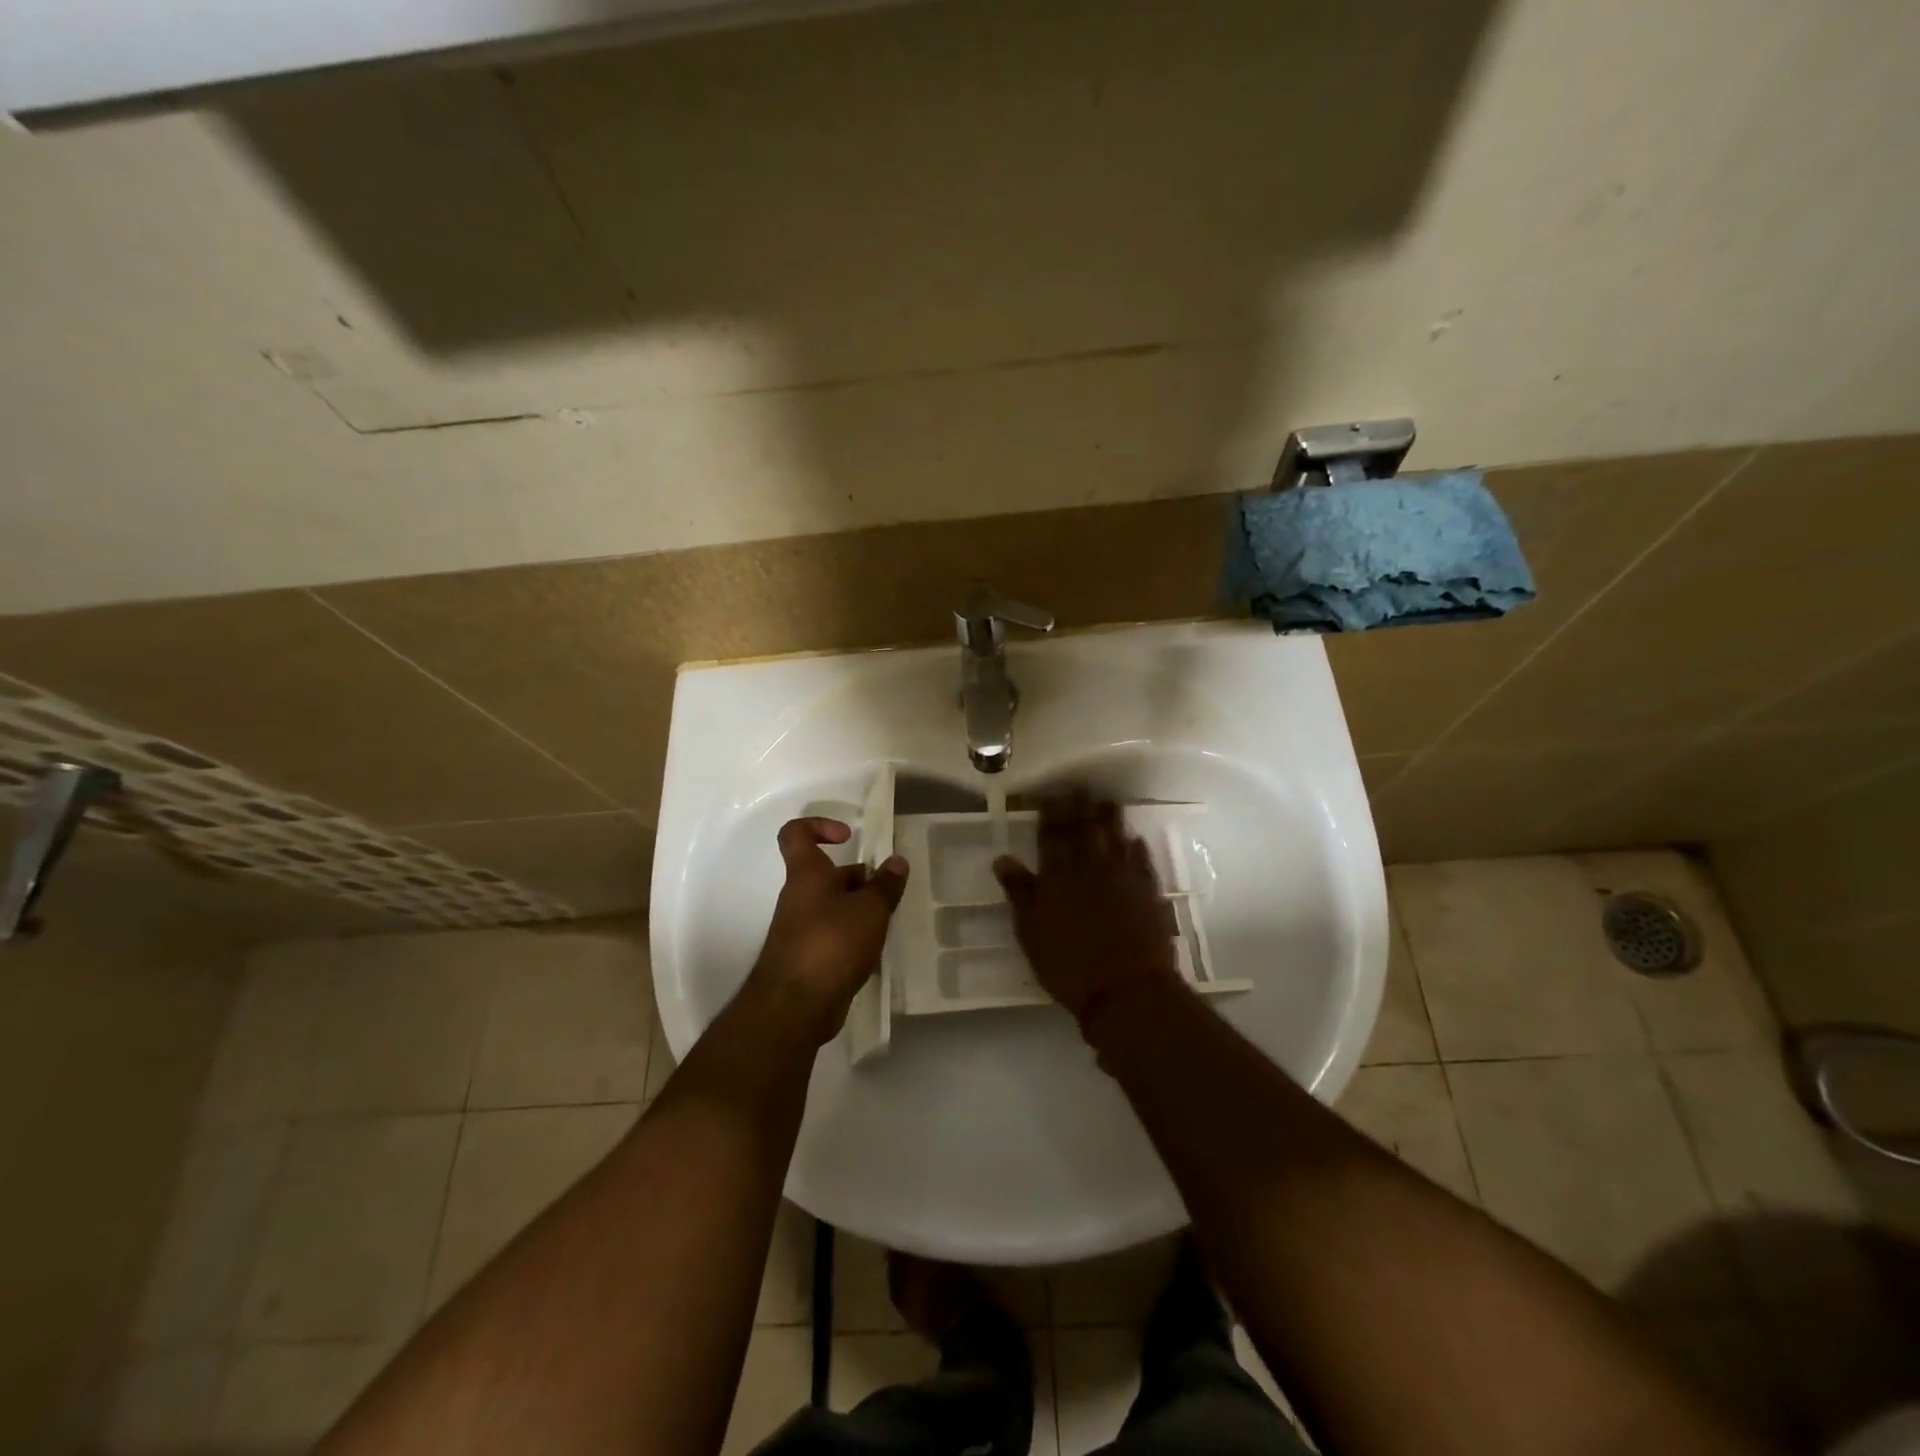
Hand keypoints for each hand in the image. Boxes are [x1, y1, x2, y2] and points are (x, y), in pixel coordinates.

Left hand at [749, 817, 908, 1044]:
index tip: (848, 837)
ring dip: (859, 911)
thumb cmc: (831, 943)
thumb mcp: (870, 909)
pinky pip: (832, 937)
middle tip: (887, 892)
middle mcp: (799, 897)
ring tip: (886, 924)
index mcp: (807, 875)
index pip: (796, 834)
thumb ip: (885, 885)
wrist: (795, 1007)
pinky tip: (873, 954)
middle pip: (827, 874)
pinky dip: (852, 939)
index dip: (819, 826)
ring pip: (833, 907)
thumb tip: (896, 861)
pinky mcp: (806, 959)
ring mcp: (800, 929)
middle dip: (858, 879)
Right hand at [993, 792, 1180, 1029]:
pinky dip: (1136, 846)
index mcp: (1058, 877)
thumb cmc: (1069, 966)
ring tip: (1106, 802)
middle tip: (1078, 788)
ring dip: (1110, 818)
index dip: (1050, 814)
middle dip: (1079, 807)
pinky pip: (1142, 860)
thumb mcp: (1031, 933)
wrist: (1127, 990)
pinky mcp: (1149, 891)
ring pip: (1115, 838)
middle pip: (1084, 829)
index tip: (1050, 795)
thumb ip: (1020, 893)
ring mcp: (1123, 878)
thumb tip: (1003, 860)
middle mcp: (1091, 868)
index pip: (1052, 836)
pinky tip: (1134, 838)